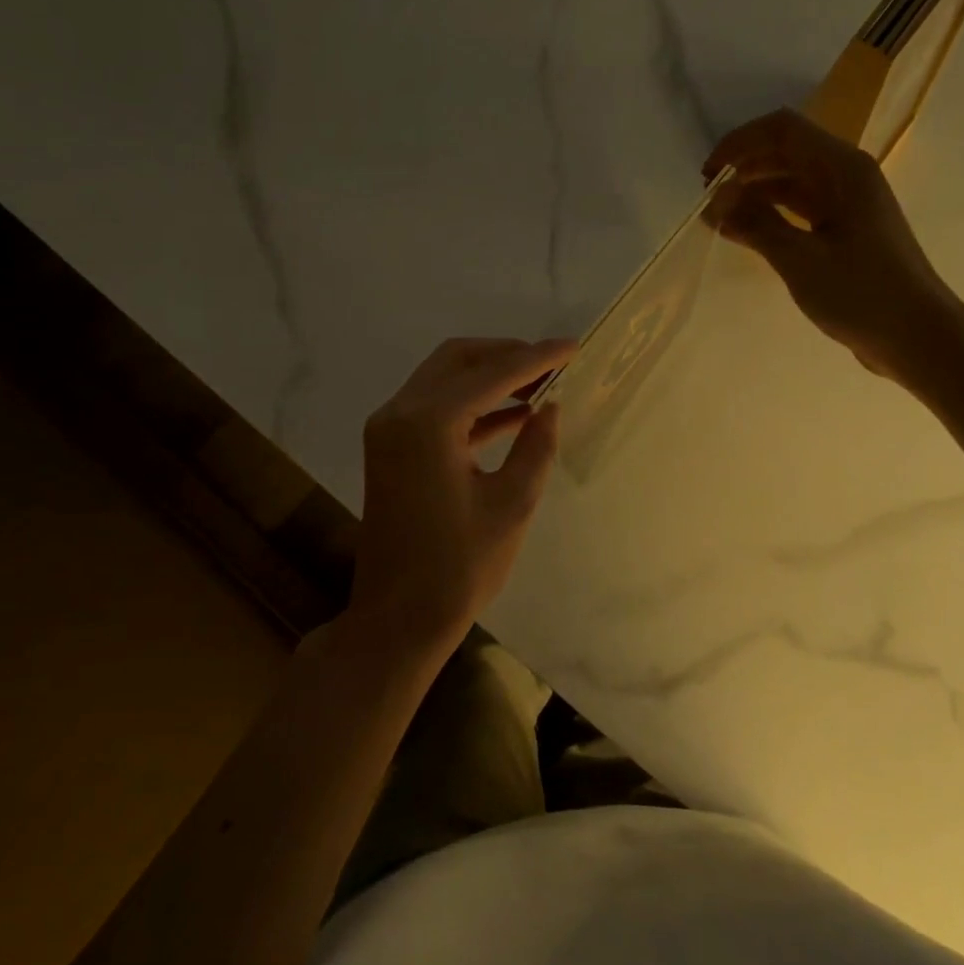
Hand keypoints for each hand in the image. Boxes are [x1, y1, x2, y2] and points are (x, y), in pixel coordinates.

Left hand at [348, 337, 575, 656]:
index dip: (537, 358)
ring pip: (444, 379)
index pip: (492, 374)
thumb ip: (535, 446)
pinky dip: (472, 404)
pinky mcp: (390, 448)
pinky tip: (514, 414)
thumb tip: (550, 407)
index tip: (574, 346)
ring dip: (489, 376)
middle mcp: (400, 412)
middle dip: (508, 355)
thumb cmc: (459, 567)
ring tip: (541, 383)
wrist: (397, 618)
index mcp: (428, 423)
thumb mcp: (512, 504)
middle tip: (553, 364)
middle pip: (459, 360)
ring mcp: (389, 429)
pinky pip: (434, 408)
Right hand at [704, 109, 963, 383]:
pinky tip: (747, 233)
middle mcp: (848, 176)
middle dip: (745, 166)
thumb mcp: (800, 259)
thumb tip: (715, 200)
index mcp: (843, 169)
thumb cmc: (861, 294)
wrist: (918, 337)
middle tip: (709, 198)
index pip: (783, 130)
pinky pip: (802, 209)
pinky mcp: (847, 231)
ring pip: (793, 180)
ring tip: (721, 217)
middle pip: (788, 150)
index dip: (740, 143)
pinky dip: (773, 215)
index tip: (708, 176)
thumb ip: (756, 224)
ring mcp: (849, 204)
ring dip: (756, 191)